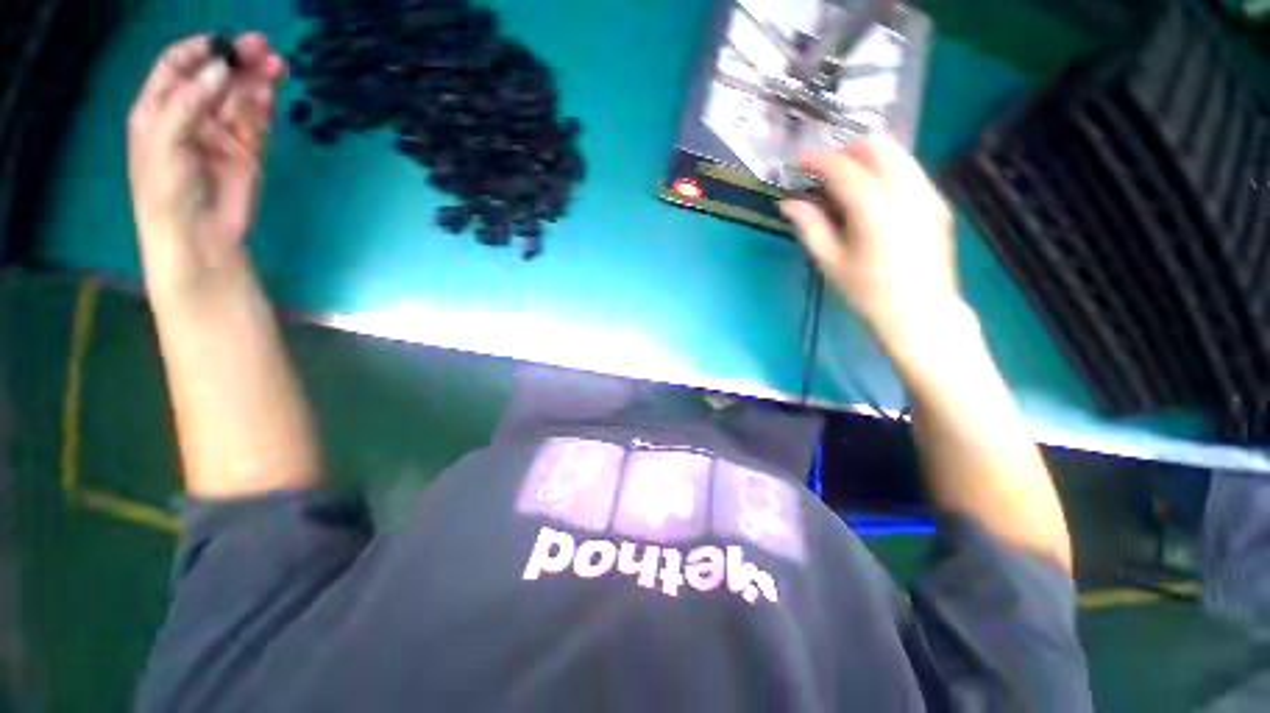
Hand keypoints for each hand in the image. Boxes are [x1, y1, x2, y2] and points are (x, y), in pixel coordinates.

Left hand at [127, 33, 284, 298]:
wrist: (199, 236)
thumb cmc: (166, 190)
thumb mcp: (164, 141)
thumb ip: (188, 102)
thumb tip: (220, 68)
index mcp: (160, 108)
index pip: (177, 66)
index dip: (198, 50)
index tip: (222, 43)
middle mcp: (191, 114)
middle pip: (215, 77)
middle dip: (236, 60)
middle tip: (262, 48)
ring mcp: (222, 133)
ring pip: (241, 97)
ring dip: (257, 80)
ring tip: (276, 67)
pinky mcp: (249, 151)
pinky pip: (258, 122)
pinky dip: (265, 107)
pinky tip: (271, 95)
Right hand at [781, 136, 959, 345]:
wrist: (920, 312)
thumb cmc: (867, 292)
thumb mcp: (830, 261)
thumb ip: (810, 226)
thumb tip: (788, 203)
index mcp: (873, 206)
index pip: (842, 166)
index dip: (816, 160)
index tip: (798, 162)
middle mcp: (905, 189)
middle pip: (876, 145)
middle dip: (845, 150)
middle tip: (823, 171)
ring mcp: (927, 192)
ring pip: (897, 153)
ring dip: (867, 157)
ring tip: (845, 181)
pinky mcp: (938, 202)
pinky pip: (909, 170)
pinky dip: (886, 170)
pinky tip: (872, 196)